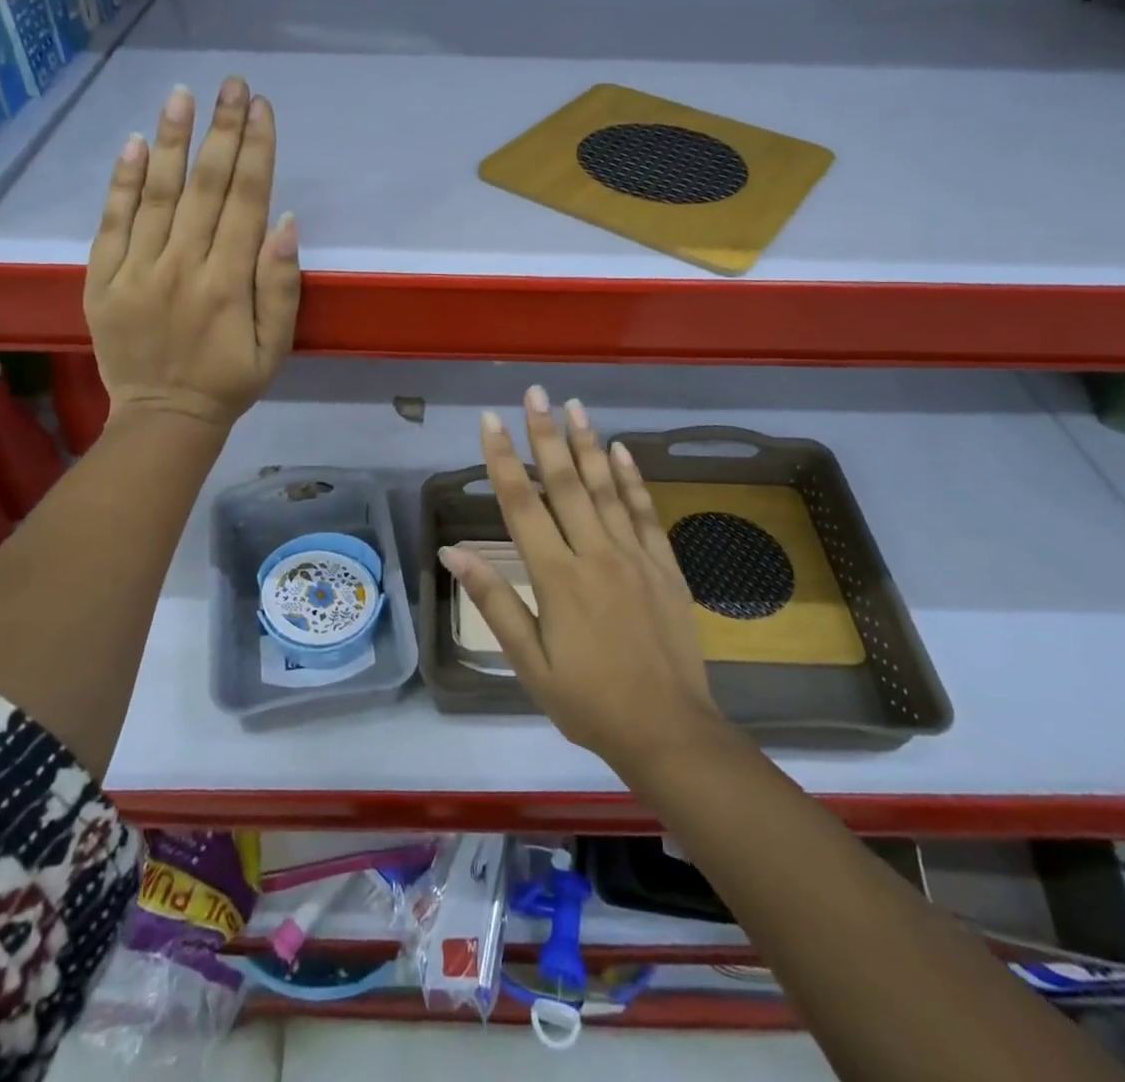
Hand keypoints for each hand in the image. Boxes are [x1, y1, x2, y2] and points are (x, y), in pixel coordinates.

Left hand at [84, 77, 300, 429]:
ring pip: (157, 194)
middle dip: (222, 130)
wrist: (163, 418)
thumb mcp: (275, 347)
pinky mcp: (102, 280)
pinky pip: (112, 223)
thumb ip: (280, 286)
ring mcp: (137, 271)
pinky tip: (134, 145)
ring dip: (172, 141)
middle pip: (206, 187)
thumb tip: (283, 221)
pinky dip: (122, 183)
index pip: (245, 201)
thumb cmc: (229, 382)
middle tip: (232, 83)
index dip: (256, 151)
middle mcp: (182, 266)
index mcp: (228, 283)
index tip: (262, 108)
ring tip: (182, 95)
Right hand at [439, 386, 723, 771]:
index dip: (503, 459)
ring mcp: (634, 556)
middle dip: (546, 435)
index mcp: (556, 578)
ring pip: (607, 488)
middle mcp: (594, 554)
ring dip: (588, 444)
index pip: (523, 505)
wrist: (668, 730)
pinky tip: (622, 450)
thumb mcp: (528, 662)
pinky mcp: (664, 565)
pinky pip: (645, 512)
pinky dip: (633, 479)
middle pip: (566, 483)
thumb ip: (495, 601)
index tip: (491, 422)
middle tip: (535, 393)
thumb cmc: (587, 701)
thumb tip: (455, 553)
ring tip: (575, 406)